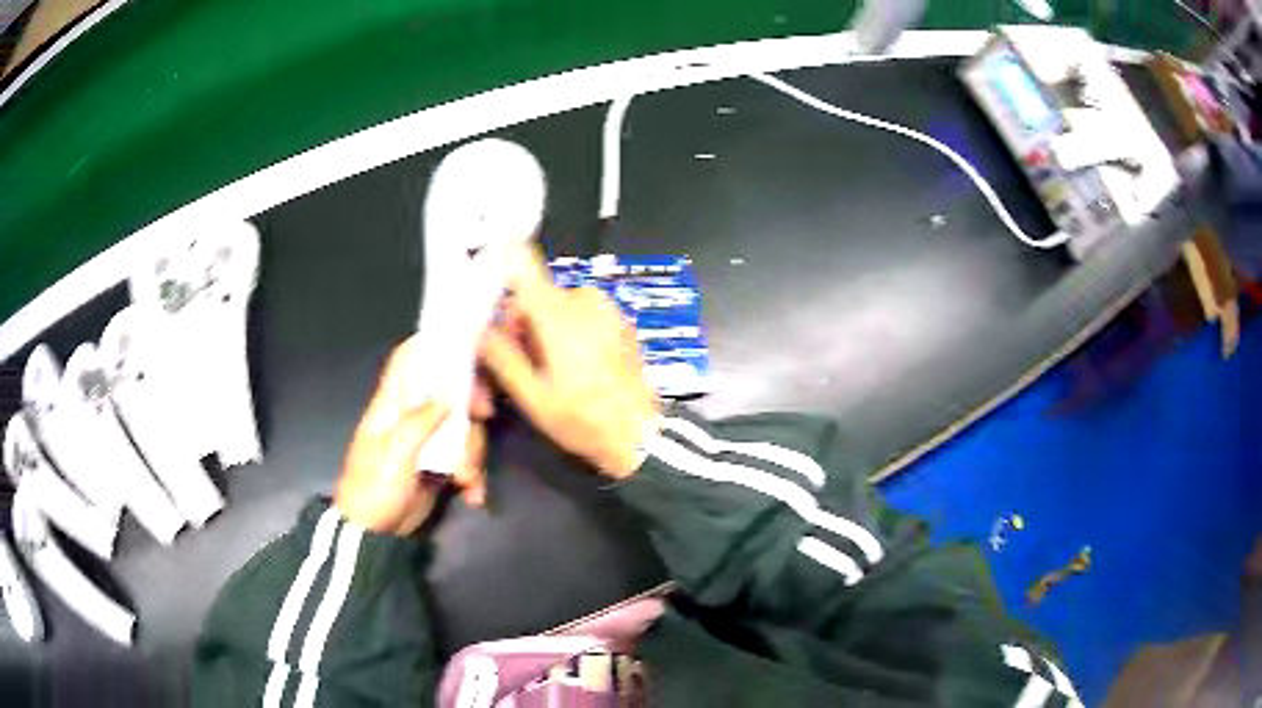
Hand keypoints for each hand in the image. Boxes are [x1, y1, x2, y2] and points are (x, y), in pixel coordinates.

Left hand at [335, 337, 491, 535]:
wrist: (373, 535)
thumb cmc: (373, 488)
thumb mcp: (394, 453)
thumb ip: (420, 421)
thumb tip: (449, 393)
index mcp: (392, 405)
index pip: (407, 361)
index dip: (430, 344)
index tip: (463, 342)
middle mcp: (412, 416)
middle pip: (449, 391)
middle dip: (470, 401)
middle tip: (485, 414)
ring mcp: (429, 442)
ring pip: (463, 428)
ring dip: (472, 453)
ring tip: (467, 480)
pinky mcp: (441, 466)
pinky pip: (466, 459)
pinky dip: (473, 476)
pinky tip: (472, 495)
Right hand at [478, 246, 659, 478]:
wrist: (641, 435)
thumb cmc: (583, 419)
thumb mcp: (533, 396)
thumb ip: (502, 357)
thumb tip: (480, 329)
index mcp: (559, 314)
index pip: (526, 265)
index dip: (505, 255)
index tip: (490, 251)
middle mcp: (585, 301)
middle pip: (538, 296)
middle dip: (521, 323)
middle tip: (516, 361)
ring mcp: (608, 310)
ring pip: (559, 307)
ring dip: (545, 330)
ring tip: (544, 370)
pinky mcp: (620, 322)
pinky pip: (582, 315)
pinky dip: (568, 331)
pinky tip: (570, 366)